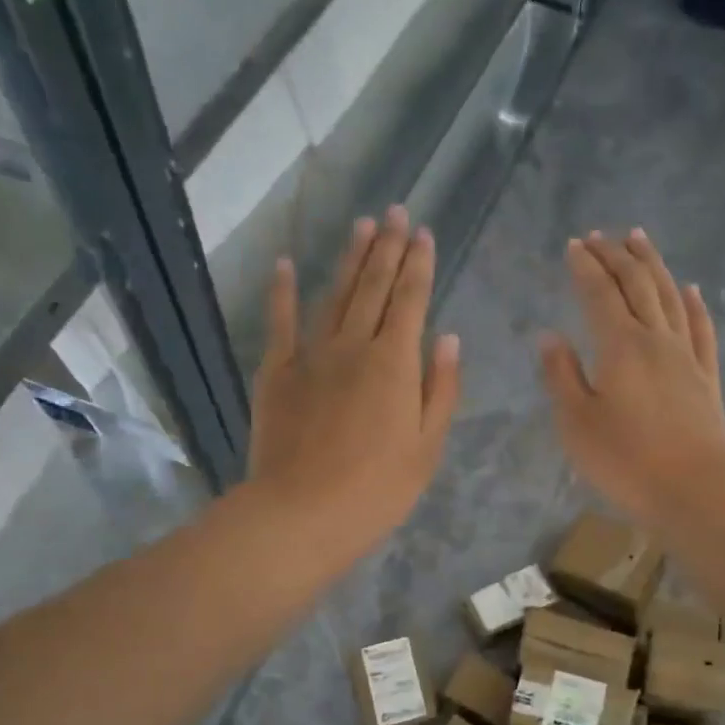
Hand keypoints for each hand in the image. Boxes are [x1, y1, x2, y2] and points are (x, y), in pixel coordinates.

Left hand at [248, 206, 460, 552]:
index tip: (424, 234)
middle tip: (396, 212)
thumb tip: (448, 338)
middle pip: (374, 287)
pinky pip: (280, 322)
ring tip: (362, 226)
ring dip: (350, 259)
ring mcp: (310, 355)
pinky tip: (287, 264)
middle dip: (388, 247)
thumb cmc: (377, 490)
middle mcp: (353, 346)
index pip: (411, 300)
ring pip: (335, 295)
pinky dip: (283, 291)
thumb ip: (440, 390)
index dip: (419, 265)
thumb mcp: (426, 448)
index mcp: (395, 364)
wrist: (302, 513)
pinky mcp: (276, 372)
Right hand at [539, 230, 724, 526]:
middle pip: (638, 284)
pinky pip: (701, 329)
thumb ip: (561, 376)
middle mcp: (656, 339)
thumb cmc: (626, 461)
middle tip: (600, 236)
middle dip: (616, 256)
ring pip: (670, 296)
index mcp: (620, 346)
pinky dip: (694, 304)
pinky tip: (691, 289)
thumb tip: (549, 336)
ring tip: (640, 239)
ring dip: (653, 264)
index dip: (585, 267)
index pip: (599, 294)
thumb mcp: (576, 423)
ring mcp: (686, 356)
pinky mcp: (706, 377)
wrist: (696, 490)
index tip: (574, 245)